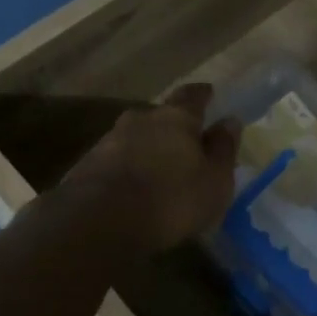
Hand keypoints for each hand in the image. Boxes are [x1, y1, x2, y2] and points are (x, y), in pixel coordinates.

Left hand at [58, 83, 239, 253]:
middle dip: (171, 126)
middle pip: (159, 116)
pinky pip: (115, 161)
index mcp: (176, 118)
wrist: (100, 222)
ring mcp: (109, 141)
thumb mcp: (214, 180)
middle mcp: (140, 120)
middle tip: (184, 141)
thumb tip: (229, 120)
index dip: (202, 95)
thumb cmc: (172, 199)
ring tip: (158, 169)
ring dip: (147, 148)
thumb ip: (223, 149)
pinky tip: (132, 188)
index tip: (209, 92)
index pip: (192, 96)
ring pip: (135, 138)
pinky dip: (127, 169)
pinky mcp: (87, 166)